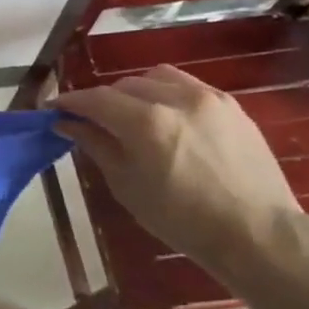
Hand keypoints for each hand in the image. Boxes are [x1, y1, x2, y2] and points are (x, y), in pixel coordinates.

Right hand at [55, 65, 303, 275]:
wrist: (255, 231)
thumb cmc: (181, 219)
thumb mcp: (127, 185)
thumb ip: (96, 146)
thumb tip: (68, 124)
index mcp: (146, 122)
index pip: (95, 99)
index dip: (70, 102)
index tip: (53, 109)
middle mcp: (176, 99)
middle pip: (124, 85)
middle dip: (102, 100)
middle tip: (90, 121)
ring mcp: (208, 98)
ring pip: (156, 78)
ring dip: (134, 91)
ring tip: (129, 115)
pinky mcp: (231, 105)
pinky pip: (187, 86)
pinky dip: (165, 94)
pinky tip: (165, 118)